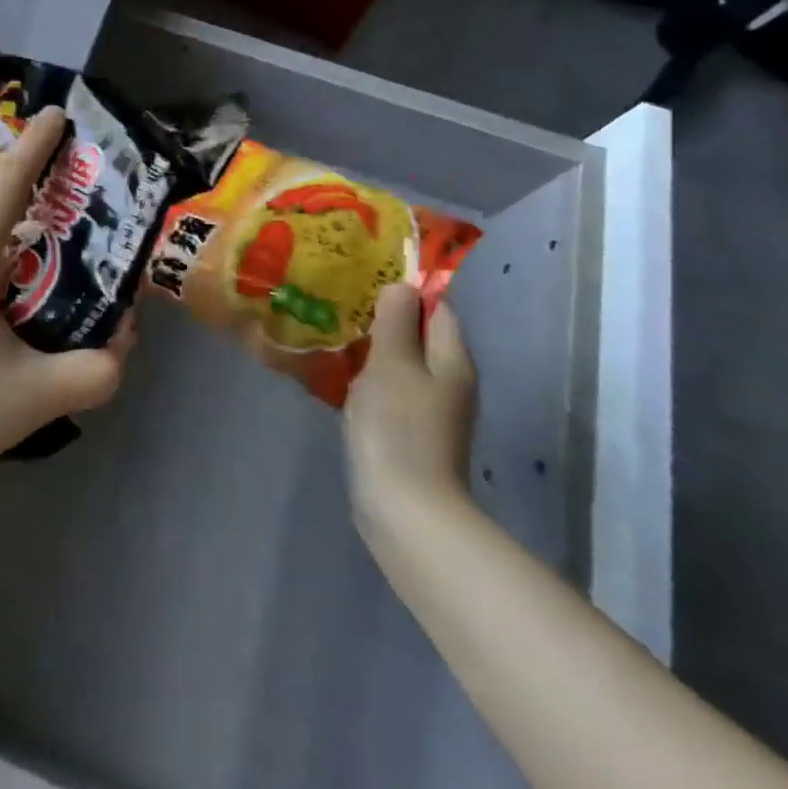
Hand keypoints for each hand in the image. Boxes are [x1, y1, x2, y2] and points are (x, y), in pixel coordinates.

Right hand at [343, 283, 478, 551]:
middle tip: (342, 305)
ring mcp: (431, 411)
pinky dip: (369, 379)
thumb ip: (396, 323)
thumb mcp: (392, 364)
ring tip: (335, 335)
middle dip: (385, 319)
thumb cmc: (398, 427)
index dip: (407, 292)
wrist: (405, 508)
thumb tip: (402, 286)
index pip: (437, 309)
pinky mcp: (409, 433)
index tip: (366, 280)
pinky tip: (339, 378)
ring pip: (402, 364)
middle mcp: (449, 382)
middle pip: (420, 337)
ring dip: (373, 350)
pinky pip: (390, 390)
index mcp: (452, 360)